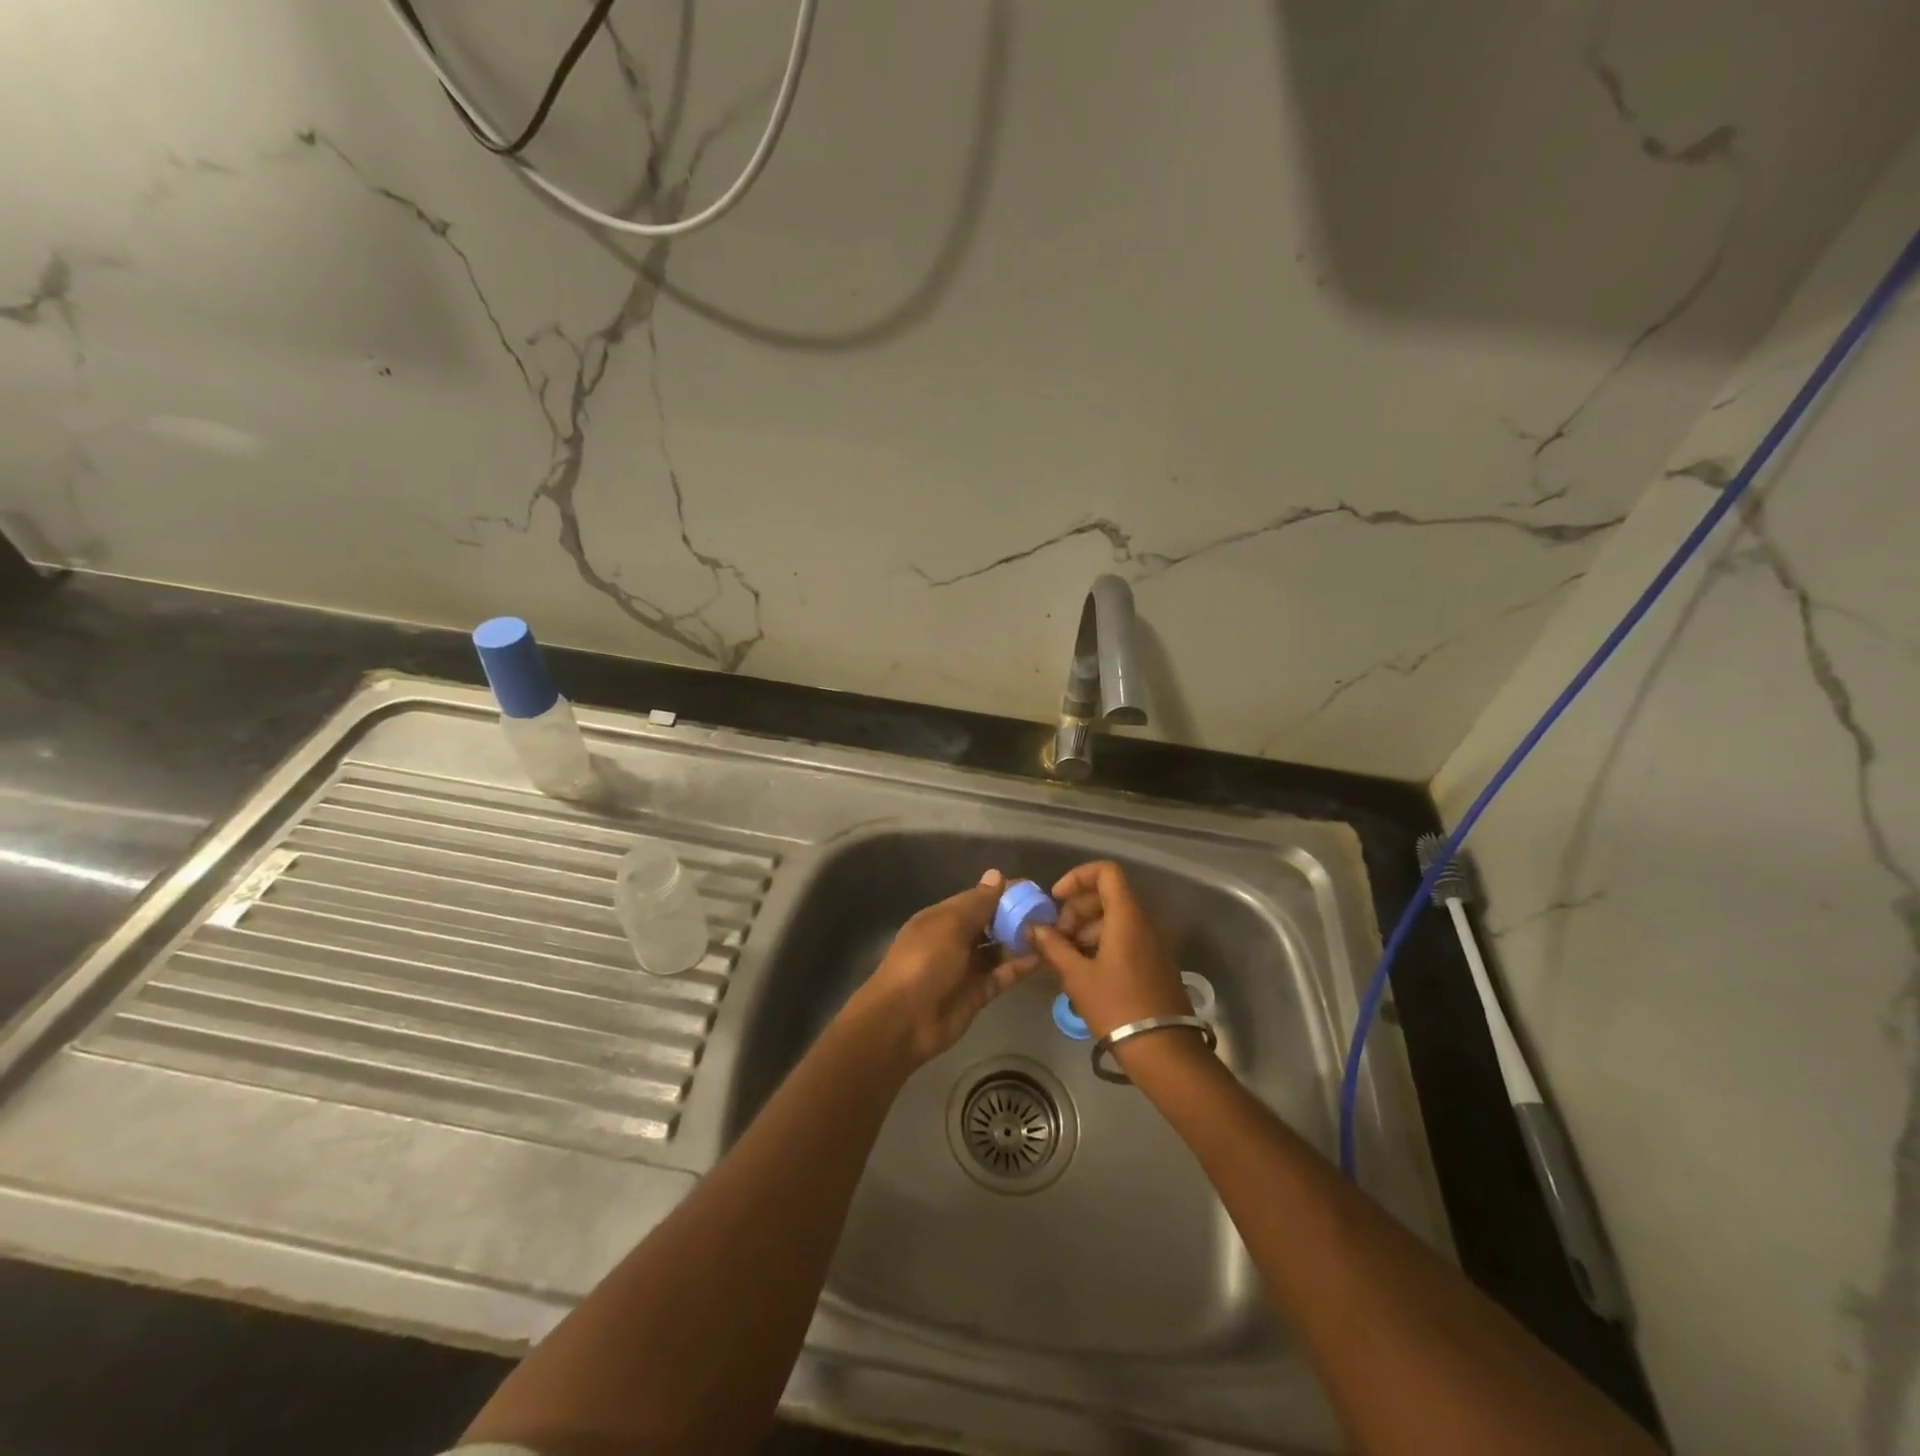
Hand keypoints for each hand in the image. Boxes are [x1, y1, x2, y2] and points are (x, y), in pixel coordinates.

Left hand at [846, 868, 1039, 1068]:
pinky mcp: (979, 992)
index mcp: (943, 917)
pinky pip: (1003, 974)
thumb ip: (978, 903)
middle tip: (1051, 911)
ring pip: (999, 948)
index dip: (1004, 893)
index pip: (978, 898)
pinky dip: (1020, 966)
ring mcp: (967, 967)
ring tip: (1053, 932)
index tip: (1035, 889)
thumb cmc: (924, 962)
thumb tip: (996, 874)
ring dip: (1021, 940)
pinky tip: (1043, 956)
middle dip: (1017, 916)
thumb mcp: (950, 926)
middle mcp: (956, 939)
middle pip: (991, 923)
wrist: (904, 1021)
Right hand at [1030, 861, 1194, 1042]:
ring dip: (1087, 929)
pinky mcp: (1154, 962)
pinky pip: (1126, 938)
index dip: (1077, 877)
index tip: (1057, 899)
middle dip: (1076, 909)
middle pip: (1107, 895)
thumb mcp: (1077, 976)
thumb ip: (1053, 946)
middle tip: (1056, 936)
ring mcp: (1152, 943)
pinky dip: (1102, 943)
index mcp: (1126, 916)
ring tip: (1066, 956)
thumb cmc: (1116, 1006)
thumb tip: (1034, 928)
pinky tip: (1085, 970)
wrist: (1162, 1049)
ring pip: (1115, 918)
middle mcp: (1143, 922)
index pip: (1105, 872)